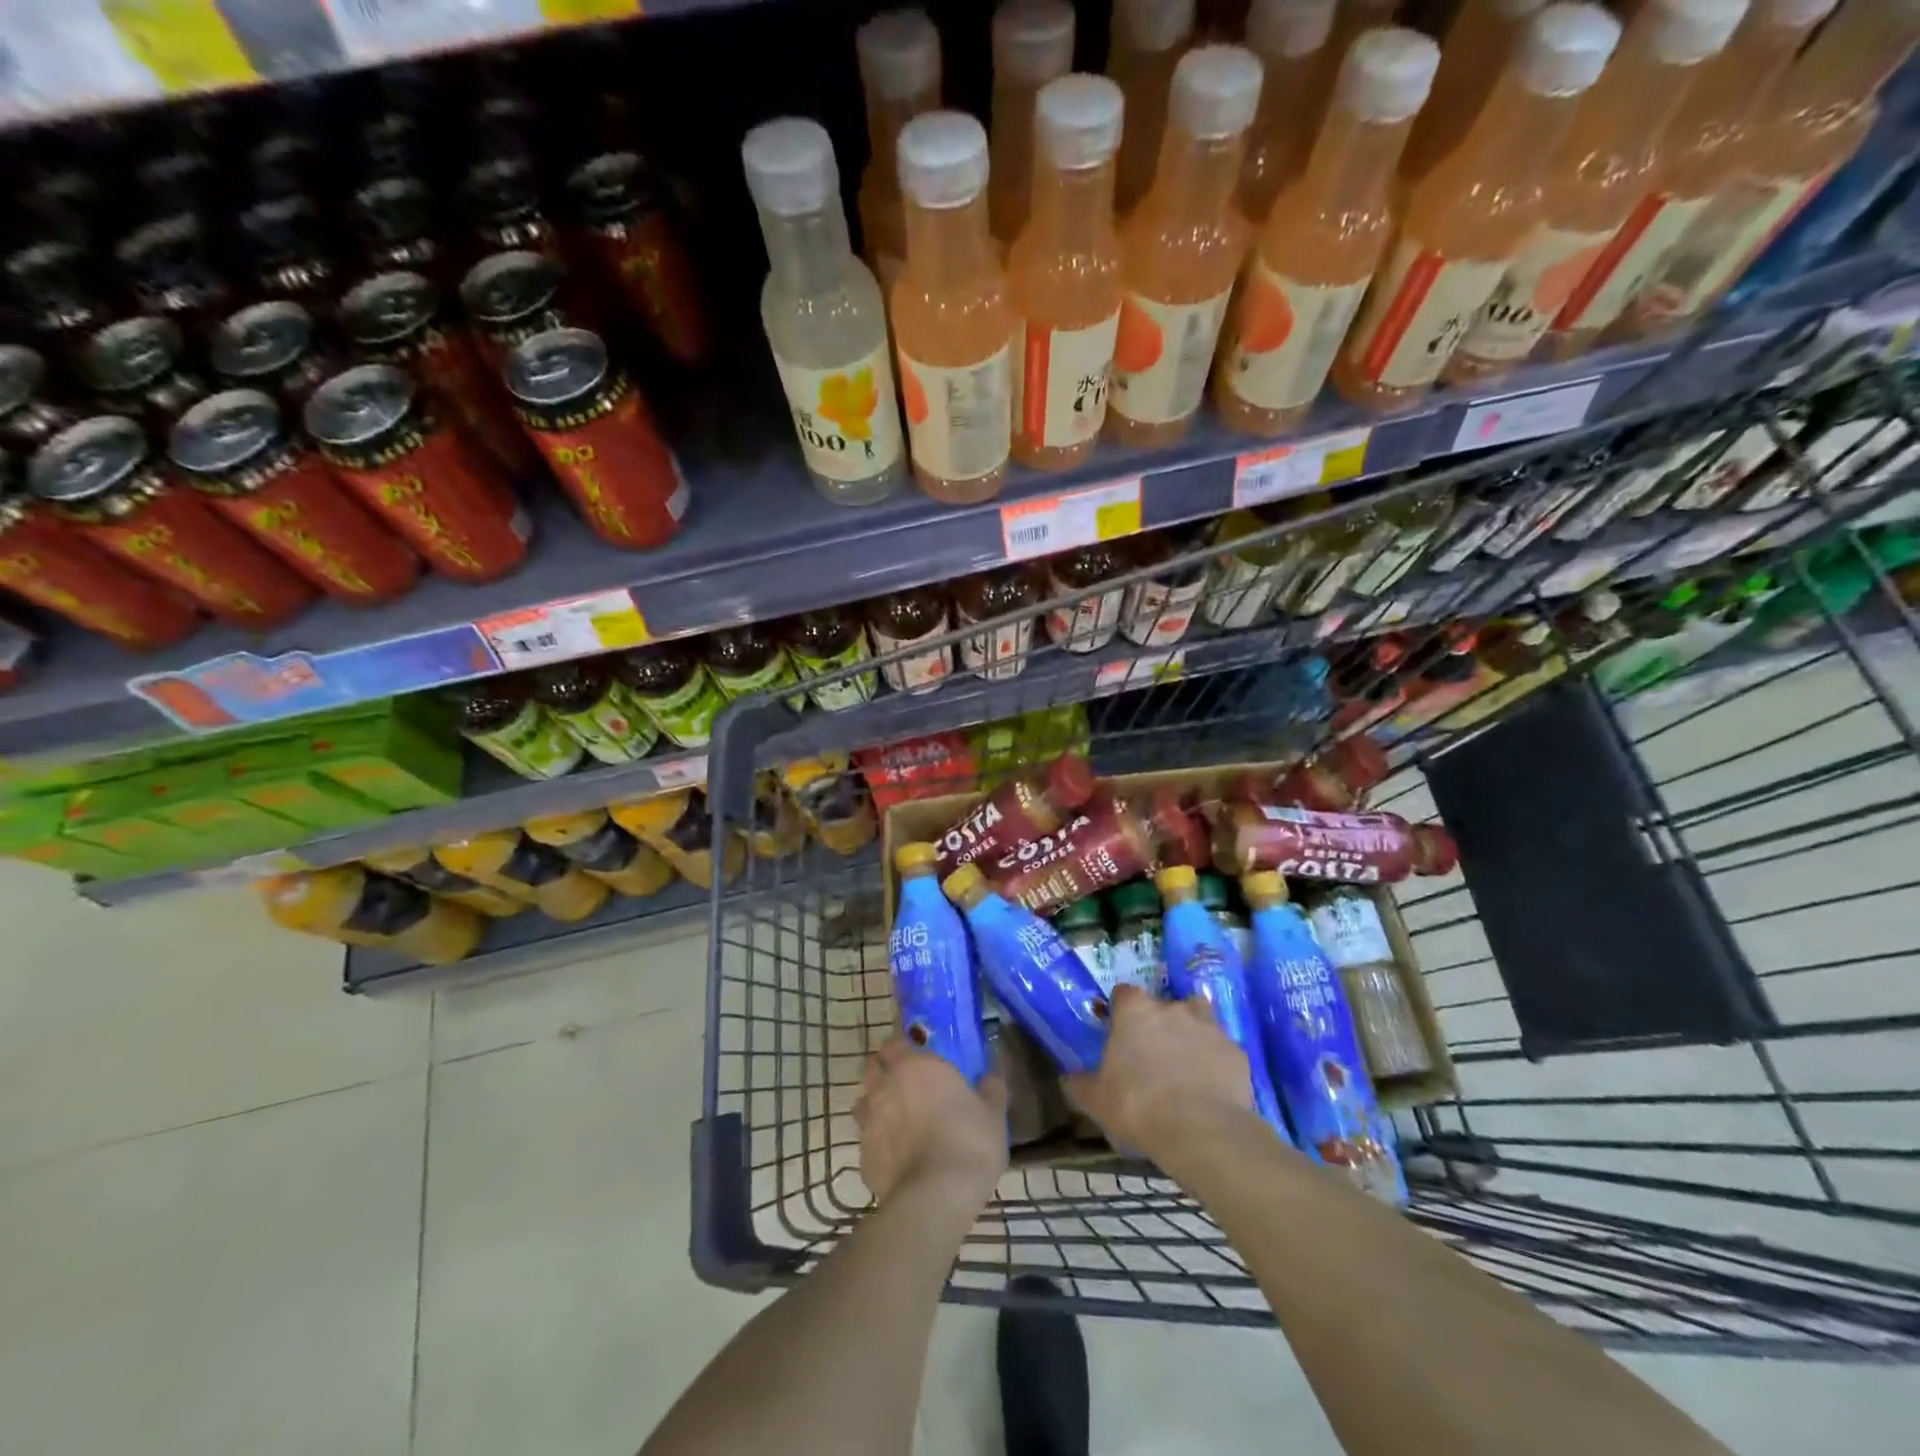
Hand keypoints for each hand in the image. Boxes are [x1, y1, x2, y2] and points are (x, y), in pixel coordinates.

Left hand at [854, 1039, 1008, 1206]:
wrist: (936, 1198)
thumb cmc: (968, 1143)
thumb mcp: (993, 1114)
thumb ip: (990, 1089)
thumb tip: (990, 1077)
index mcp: (915, 1066)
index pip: (894, 1042)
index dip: (902, 1048)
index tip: (917, 1058)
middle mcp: (885, 1086)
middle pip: (872, 1067)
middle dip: (884, 1072)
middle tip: (906, 1085)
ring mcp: (869, 1121)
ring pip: (863, 1103)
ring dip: (876, 1106)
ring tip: (898, 1121)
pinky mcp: (863, 1156)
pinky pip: (866, 1140)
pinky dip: (878, 1142)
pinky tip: (897, 1156)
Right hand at [1064, 985, 1251, 1159]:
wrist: (1201, 1132)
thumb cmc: (1138, 1106)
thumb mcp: (1095, 1100)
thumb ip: (1080, 1084)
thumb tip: (1069, 1079)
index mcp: (1135, 1011)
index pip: (1124, 994)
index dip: (1121, 1012)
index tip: (1119, 1034)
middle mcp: (1173, 1008)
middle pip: (1163, 1006)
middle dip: (1158, 1025)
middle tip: (1152, 1057)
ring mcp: (1209, 1027)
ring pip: (1198, 1020)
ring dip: (1191, 1035)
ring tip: (1186, 1066)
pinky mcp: (1236, 1052)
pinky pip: (1221, 1051)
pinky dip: (1216, 1063)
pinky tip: (1211, 1089)